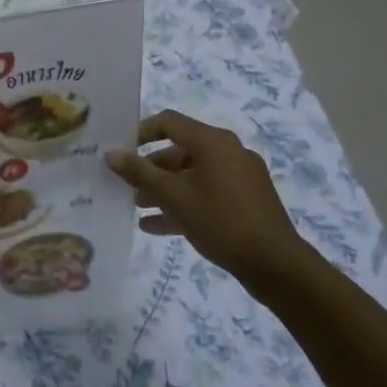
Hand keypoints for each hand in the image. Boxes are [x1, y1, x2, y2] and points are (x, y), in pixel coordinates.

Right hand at [107, 110, 314, 292]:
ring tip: (137, 206)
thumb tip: (111, 153)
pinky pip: (207, 194)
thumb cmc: (220, 221)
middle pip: (179, 150)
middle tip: (125, 185)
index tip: (120, 151)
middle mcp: (228, 152)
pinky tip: (156, 225)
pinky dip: (183, 203)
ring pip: (192, 175)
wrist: (275, 264)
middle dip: (150, 168)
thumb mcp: (173, 196)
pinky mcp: (245, 201)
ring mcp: (239, 177)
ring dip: (163, 188)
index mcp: (213, 142)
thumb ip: (140, 173)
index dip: (140, 132)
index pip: (169, 122)